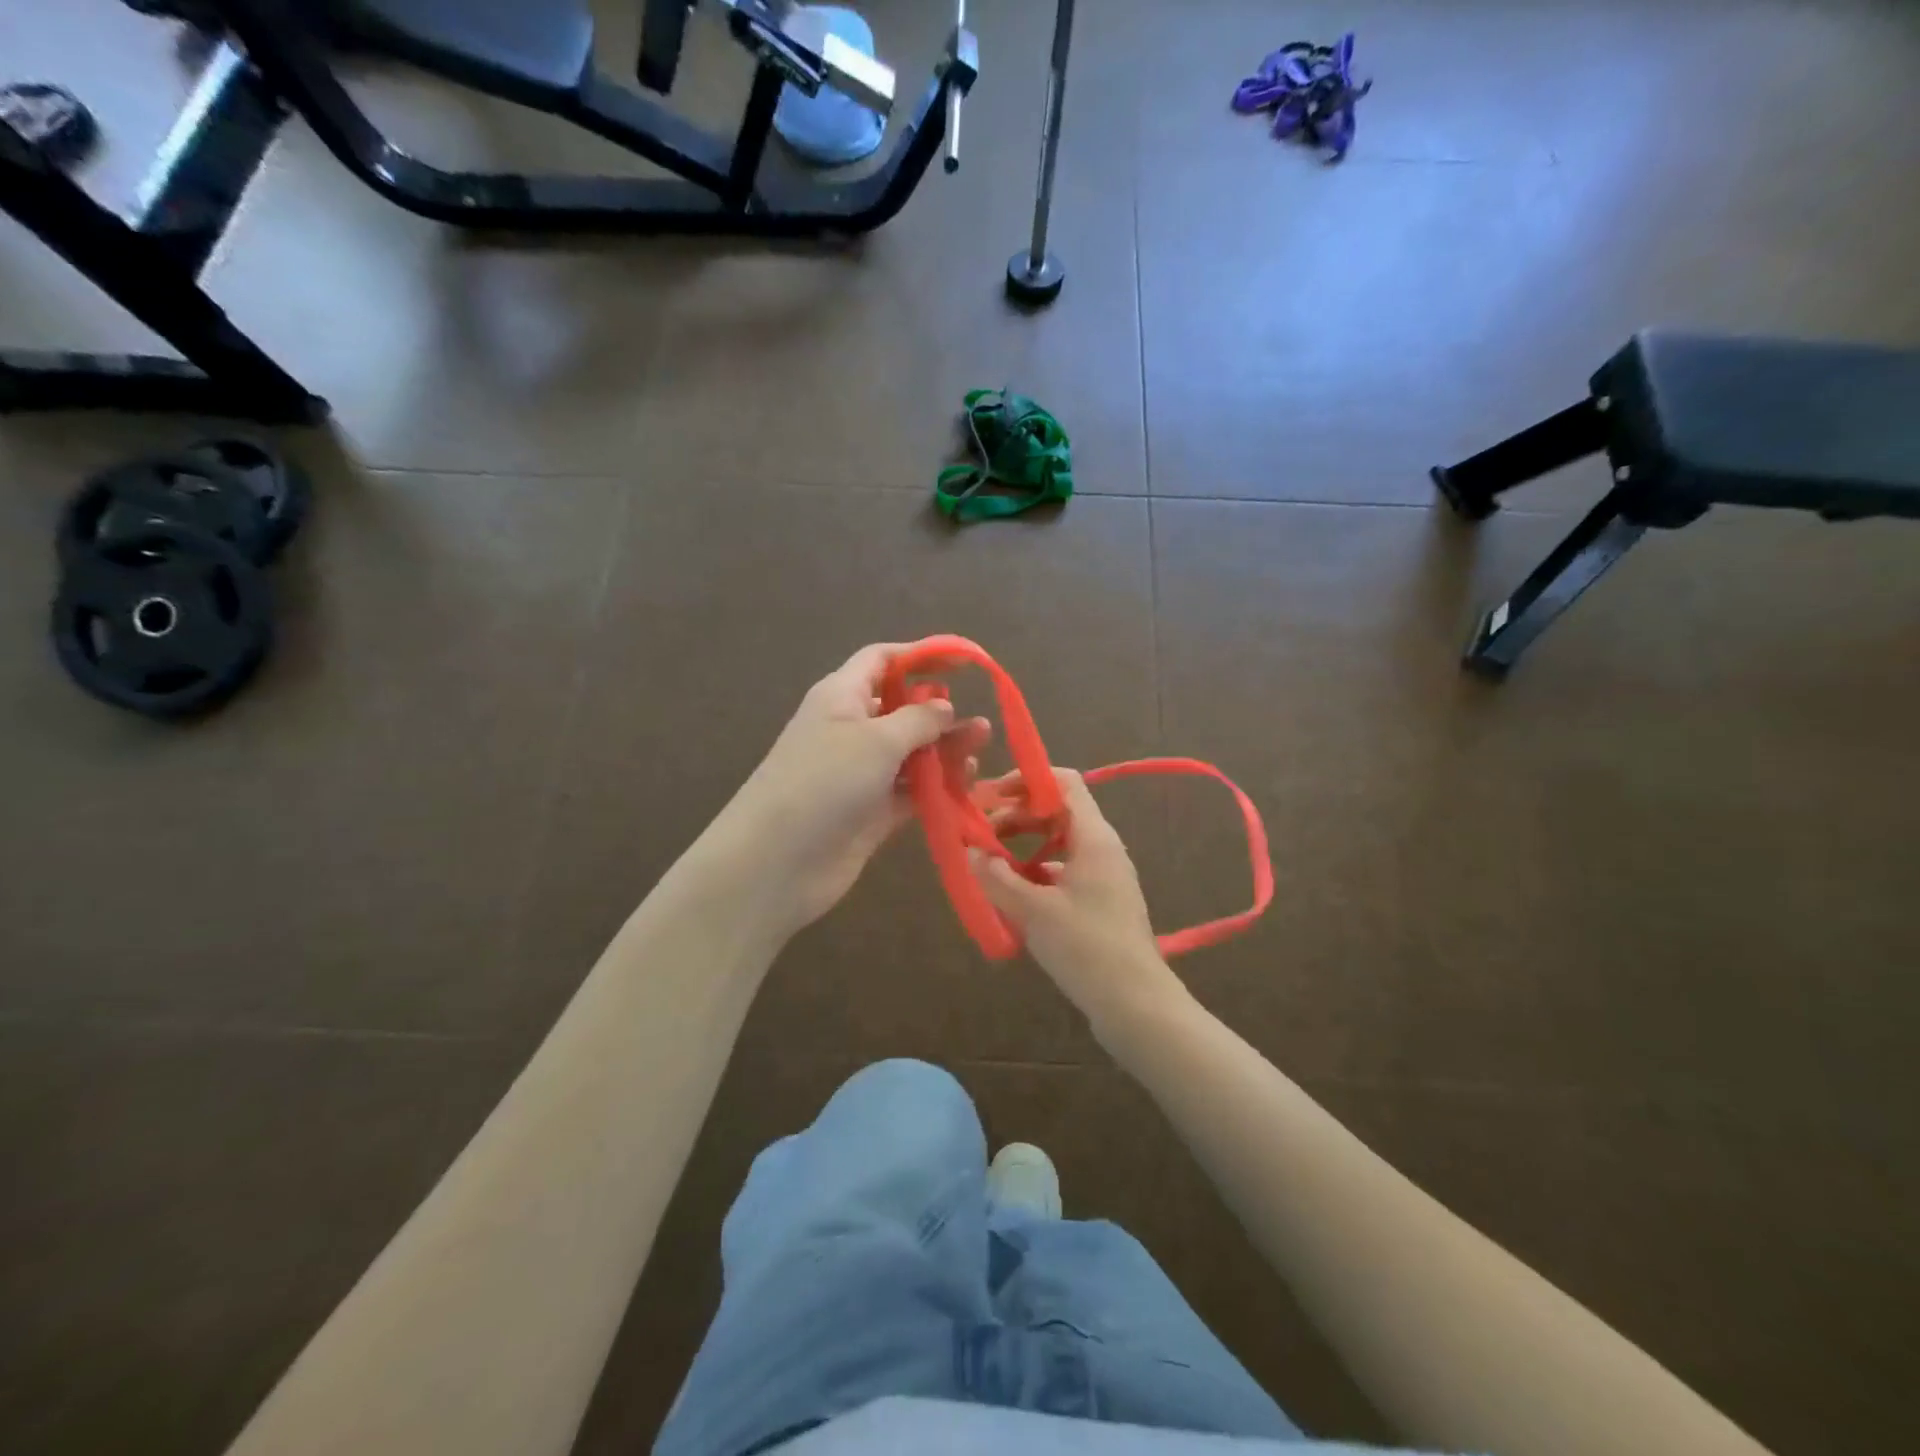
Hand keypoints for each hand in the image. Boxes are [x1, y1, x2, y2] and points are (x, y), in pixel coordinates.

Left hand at [713, 644, 989, 936]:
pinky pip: (910, 791)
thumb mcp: (876, 740)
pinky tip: (966, 784)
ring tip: (980, 750)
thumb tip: (944, 706)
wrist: (776, 863)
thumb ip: (918, 719)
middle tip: (980, 725)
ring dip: (944, 751)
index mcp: (841, 697)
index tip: (963, 663)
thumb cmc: (824, 782)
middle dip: (939, 713)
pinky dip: (937, 786)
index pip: (881, 661)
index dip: (920, 656)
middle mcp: (851, 730)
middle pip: (901, 709)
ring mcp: (860, 774)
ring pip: (910, 753)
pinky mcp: (870, 813)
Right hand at [970, 768, 1185, 1037]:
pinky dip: (1034, 875)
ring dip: (1021, 846)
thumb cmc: (1086, 947)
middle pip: (1056, 812)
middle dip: (1015, 815)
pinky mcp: (1098, 903)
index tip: (988, 795)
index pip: (1063, 783)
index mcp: (1093, 837)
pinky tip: (1010, 896)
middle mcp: (1101, 848)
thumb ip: (997, 877)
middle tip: (977, 833)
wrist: (1136, 1004)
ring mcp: (1102, 877)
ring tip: (987, 864)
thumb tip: (970, 851)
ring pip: (1056, 844)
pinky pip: (1061, 873)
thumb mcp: (1033, 911)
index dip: (1025, 780)